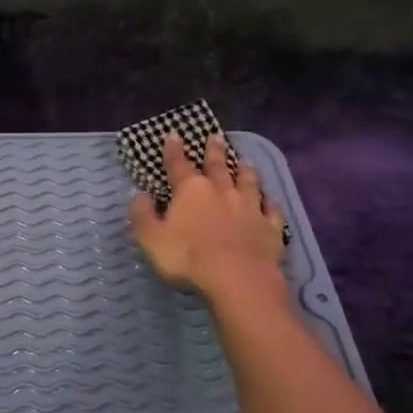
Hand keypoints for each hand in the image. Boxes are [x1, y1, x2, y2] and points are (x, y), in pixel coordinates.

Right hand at [130, 132, 287, 303]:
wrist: (237, 278)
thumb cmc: (188, 258)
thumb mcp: (151, 238)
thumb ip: (143, 215)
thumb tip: (140, 195)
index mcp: (191, 191)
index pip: (179, 165)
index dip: (174, 150)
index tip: (174, 134)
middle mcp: (222, 191)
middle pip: (218, 166)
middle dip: (215, 151)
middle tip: (216, 136)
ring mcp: (249, 208)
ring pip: (249, 182)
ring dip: (246, 171)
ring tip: (246, 161)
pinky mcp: (270, 227)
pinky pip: (272, 210)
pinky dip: (271, 203)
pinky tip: (271, 200)